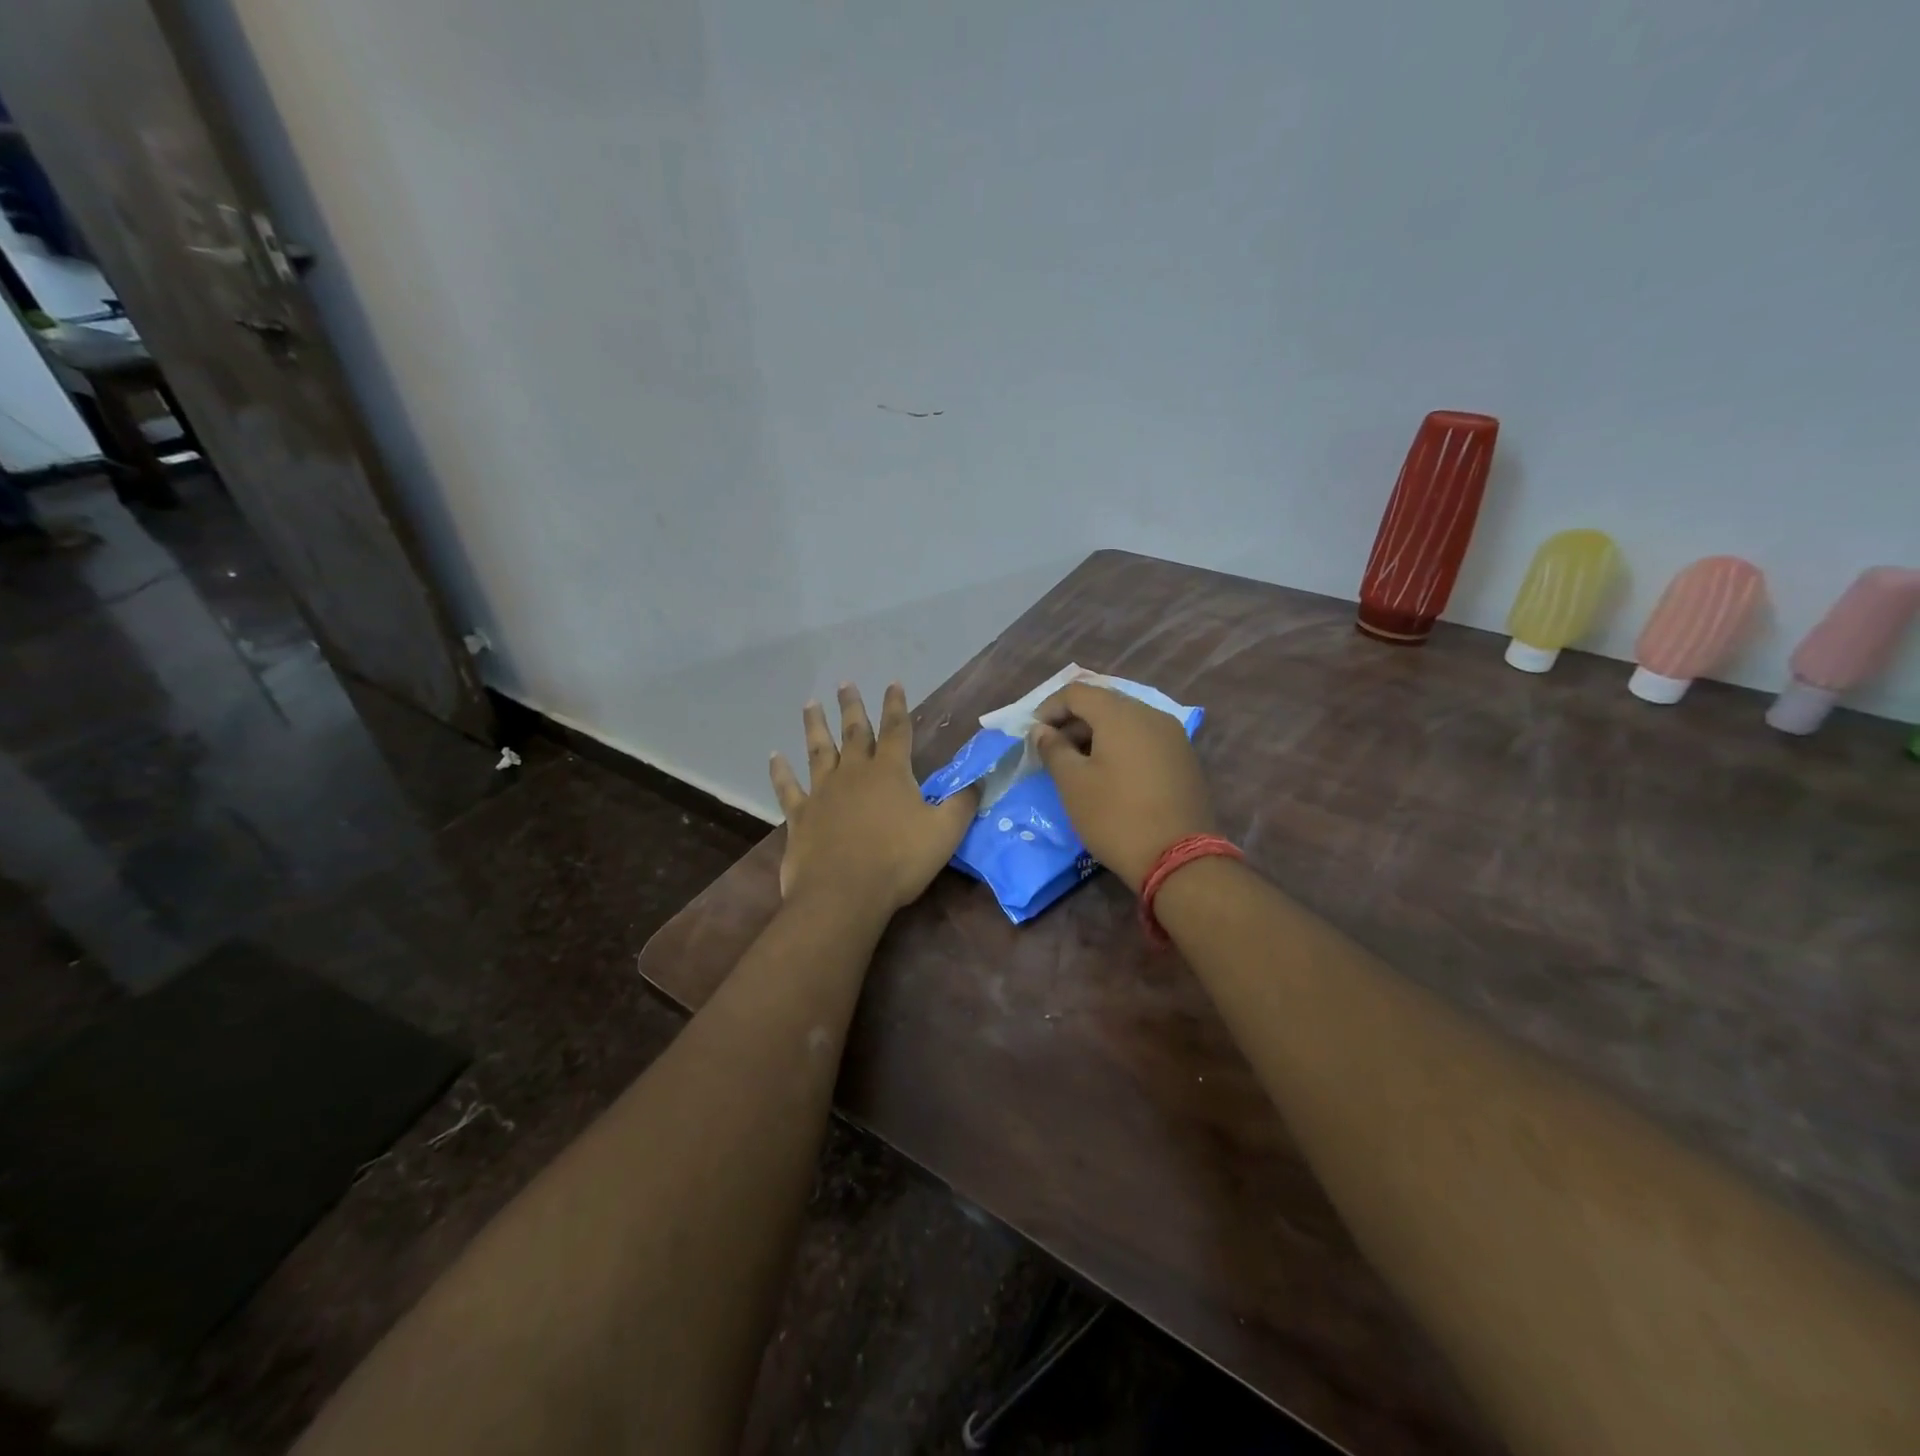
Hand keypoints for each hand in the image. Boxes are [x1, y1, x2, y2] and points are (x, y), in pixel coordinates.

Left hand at [770, 683, 978, 914]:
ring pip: (818, 751)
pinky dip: (780, 772)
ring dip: (815, 726)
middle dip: (852, 706)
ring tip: (810, 704)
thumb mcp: (945, 832)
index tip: (893, 683)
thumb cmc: (899, 860)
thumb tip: (979, 781)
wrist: (844, 893)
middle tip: (845, 683)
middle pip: (854, 732)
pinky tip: (774, 756)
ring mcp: (823, 792)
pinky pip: (788, 788)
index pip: (896, 729)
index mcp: (890, 772)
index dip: (896, 705)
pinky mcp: (801, 816)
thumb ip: (962, 804)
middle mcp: (854, 773)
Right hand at [1031, 682, 1214, 892]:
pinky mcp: (1183, 758)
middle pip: (1104, 702)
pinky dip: (1120, 745)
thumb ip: (1053, 749)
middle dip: (1073, 720)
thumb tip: (1042, 730)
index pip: (1077, 692)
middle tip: (1053, 750)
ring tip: (1078, 764)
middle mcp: (1150, 715)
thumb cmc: (1115, 817)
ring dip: (1097, 733)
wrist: (1178, 859)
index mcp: (1121, 714)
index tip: (1034, 735)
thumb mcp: (1073, 783)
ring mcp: (1173, 736)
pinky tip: (1109, 773)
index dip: (1050, 708)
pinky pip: (1144, 738)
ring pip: (1126, 720)